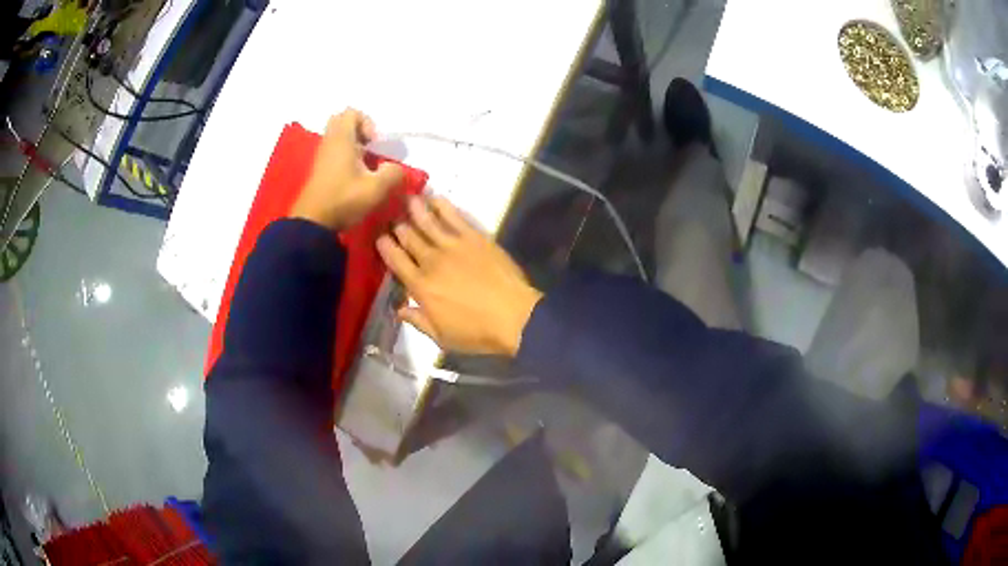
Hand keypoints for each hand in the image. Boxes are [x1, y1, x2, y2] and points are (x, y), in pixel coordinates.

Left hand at [290, 109, 404, 230]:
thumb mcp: (377, 188)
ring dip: (355, 148)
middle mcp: (329, 142)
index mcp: (341, 139)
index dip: (368, 123)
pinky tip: (356, 178)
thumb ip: (393, 173)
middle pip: (343, 123)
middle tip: (370, 150)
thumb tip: (395, 168)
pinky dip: (346, 159)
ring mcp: (322, 157)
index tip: (374, 145)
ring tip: (366, 168)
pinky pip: (334, 153)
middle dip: (360, 132)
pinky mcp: (319, 171)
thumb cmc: (344, 200)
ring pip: (339, 140)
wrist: (313, 223)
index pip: (352, 113)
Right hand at [377, 196, 542, 356]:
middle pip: (408, 237)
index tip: (379, 237)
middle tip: (391, 215)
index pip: (395, 260)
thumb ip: (418, 321)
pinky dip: (442, 206)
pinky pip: (453, 216)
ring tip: (407, 199)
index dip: (385, 246)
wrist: (514, 316)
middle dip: (397, 225)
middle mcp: (431, 261)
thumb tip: (399, 309)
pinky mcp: (474, 237)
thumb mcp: (441, 336)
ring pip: (427, 222)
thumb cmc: (477, 332)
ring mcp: (452, 245)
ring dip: (414, 209)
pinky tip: (434, 198)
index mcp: (420, 286)